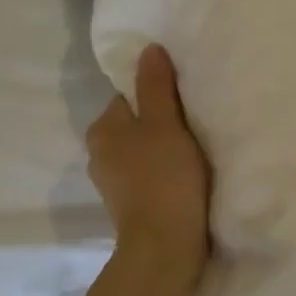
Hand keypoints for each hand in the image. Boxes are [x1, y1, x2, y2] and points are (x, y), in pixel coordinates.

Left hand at [86, 45, 210, 275]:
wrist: (165, 245)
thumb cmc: (164, 177)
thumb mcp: (165, 124)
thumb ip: (156, 86)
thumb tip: (148, 49)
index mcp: (102, 129)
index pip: (130, 95)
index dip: (158, 94)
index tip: (186, 102)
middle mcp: (99, 153)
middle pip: (137, 123)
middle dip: (162, 122)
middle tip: (195, 125)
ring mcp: (114, 182)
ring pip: (143, 150)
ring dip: (165, 148)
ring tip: (195, 152)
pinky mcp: (131, 204)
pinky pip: (149, 174)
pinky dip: (165, 172)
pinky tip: (187, 177)